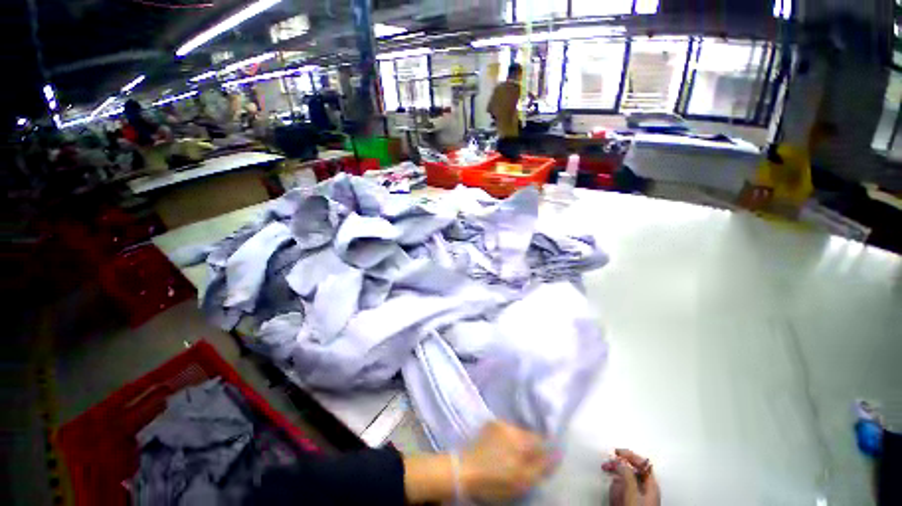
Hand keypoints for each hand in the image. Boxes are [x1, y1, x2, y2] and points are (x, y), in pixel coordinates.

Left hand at [459, 421, 552, 501]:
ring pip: (517, 432)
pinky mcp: (489, 424)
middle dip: (531, 446)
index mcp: (521, 439)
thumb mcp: (522, 480)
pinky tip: (502, 450)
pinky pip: (505, 430)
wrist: (464, 471)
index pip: (542, 440)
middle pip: (529, 435)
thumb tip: (558, 453)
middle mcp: (511, 426)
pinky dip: (508, 438)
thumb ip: (542, 466)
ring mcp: (499, 423)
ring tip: (512, 457)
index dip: (544, 451)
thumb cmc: (495, 480)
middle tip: (525, 462)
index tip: (542, 461)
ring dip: (519, 442)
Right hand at [602, 449, 659, 505]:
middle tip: (609, 461)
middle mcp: (647, 488)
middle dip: (620, 464)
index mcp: (651, 484)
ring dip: (617, 474)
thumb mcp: (632, 491)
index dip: (629, 455)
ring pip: (627, 478)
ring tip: (609, 473)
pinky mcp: (633, 501)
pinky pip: (624, 488)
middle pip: (634, 469)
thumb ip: (627, 474)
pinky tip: (613, 487)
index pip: (642, 463)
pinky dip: (617, 484)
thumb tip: (620, 462)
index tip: (617, 452)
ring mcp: (640, 495)